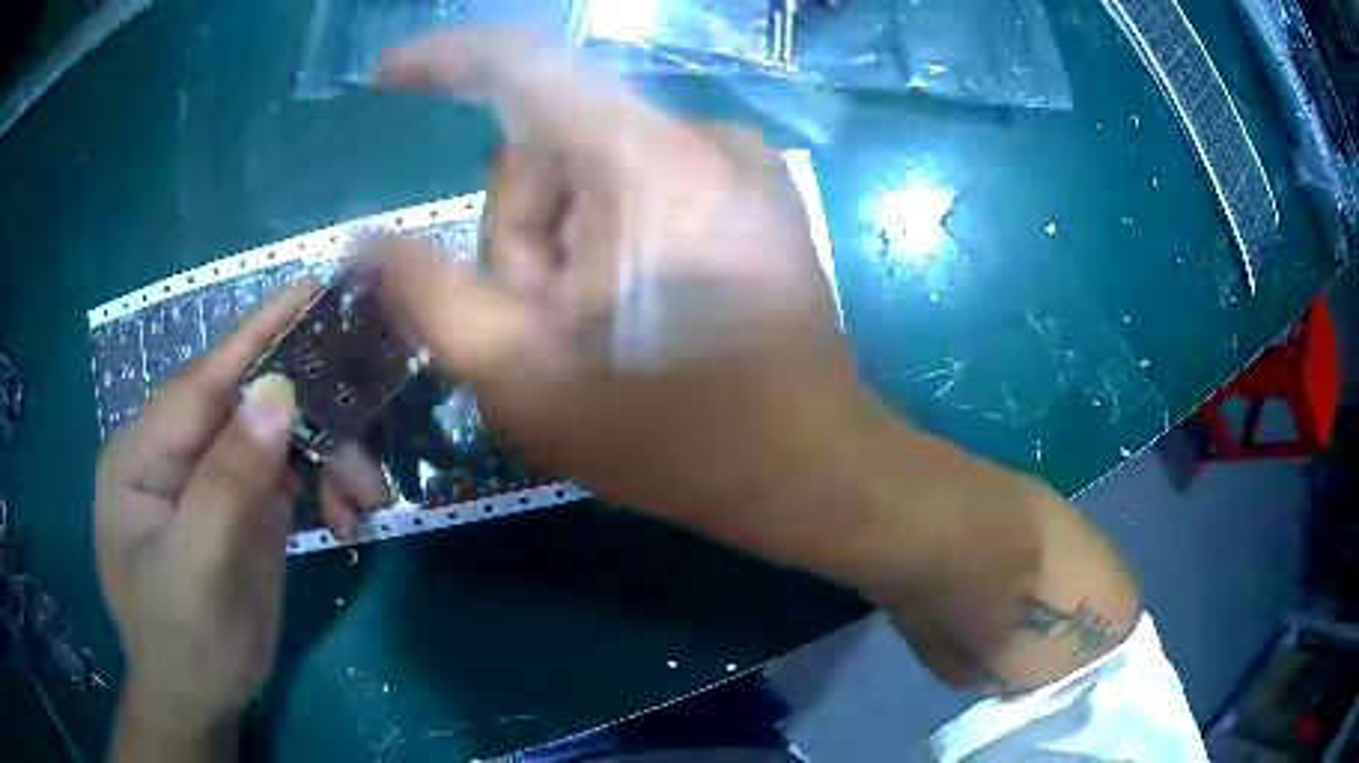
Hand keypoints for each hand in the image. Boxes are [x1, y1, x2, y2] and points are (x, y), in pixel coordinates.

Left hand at [95, 282, 382, 756]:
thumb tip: (276, 391)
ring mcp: (211, 474)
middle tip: (367, 459)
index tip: (310, 289)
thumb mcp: (198, 569)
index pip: (202, 380)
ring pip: (279, 435)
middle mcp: (176, 450)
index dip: (256, 334)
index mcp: (143, 453)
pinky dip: (326, 486)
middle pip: (248, 404)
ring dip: (329, 460)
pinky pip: (291, 470)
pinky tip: (347, 518)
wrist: (201, 699)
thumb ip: (227, 480)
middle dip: (313, 422)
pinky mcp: (243, 501)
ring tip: (365, 503)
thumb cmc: (183, 641)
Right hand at [375, 31, 1140, 695]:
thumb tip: (367, 241)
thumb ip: (426, 295)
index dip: (445, 58)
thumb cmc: (671, 434)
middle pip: (551, 145)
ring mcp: (739, 160)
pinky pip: (644, 184)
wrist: (809, 468)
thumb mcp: (519, 375)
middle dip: (523, 233)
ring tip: (600, 332)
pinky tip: (641, 311)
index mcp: (644, 158)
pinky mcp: (755, 192)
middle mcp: (699, 134)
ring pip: (595, 170)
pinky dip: (613, 239)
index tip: (390, 76)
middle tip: (547, 326)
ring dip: (568, 247)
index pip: (524, 62)